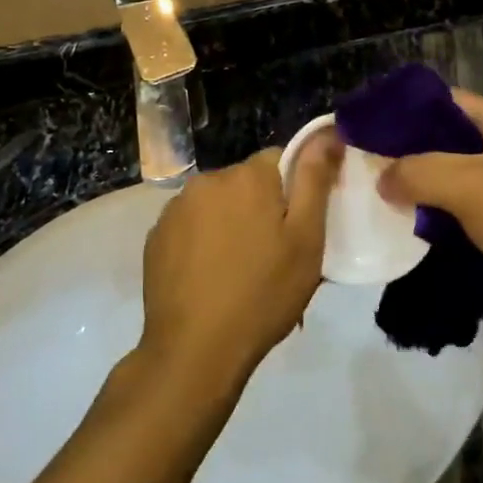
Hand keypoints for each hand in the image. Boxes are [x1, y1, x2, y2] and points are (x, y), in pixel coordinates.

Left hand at [138, 135, 343, 393]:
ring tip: (240, 271)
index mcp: (248, 176)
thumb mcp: (306, 239)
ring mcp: (175, 208)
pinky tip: (210, 277)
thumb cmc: (263, 294)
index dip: (294, 191)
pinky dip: (203, 242)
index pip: (281, 160)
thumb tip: (327, 132)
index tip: (299, 228)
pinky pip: (191, 227)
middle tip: (274, 256)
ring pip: (218, 204)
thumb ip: (314, 179)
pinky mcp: (156, 237)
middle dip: (262, 208)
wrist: (195, 350)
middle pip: (247, 183)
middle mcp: (208, 180)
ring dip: (231, 224)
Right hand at [378, 91, 482, 331]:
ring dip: (421, 187)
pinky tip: (409, 226)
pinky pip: (462, 209)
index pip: (445, 100)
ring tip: (381, 196)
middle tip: (368, 166)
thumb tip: (382, 178)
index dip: (406, 109)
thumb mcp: (467, 186)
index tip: (369, 126)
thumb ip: (418, 173)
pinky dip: (437, 215)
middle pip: (445, 139)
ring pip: (451, 177)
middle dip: (408, 152)